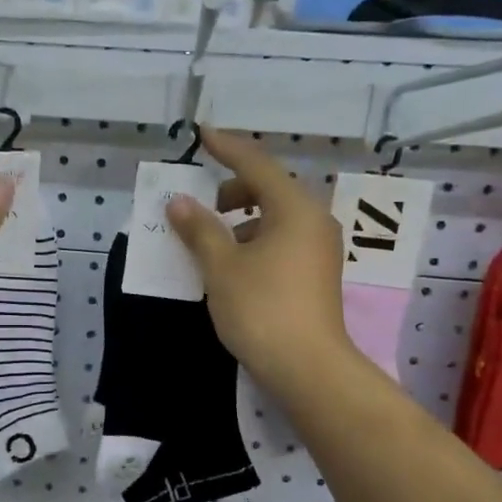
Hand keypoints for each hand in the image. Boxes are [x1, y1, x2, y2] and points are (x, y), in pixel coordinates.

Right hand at [165, 129, 356, 396]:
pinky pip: (284, 241)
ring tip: (215, 246)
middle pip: (270, 189)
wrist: (308, 368)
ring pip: (277, 218)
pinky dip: (257, 242)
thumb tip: (179, 202)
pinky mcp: (319, 274)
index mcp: (295, 208)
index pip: (256, 164)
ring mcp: (321, 249)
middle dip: (234, 193)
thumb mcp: (222, 267)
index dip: (227, 148)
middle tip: (204, 210)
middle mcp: (314, 220)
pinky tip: (237, 269)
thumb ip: (199, 230)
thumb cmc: (262, 309)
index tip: (203, 134)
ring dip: (244, 222)